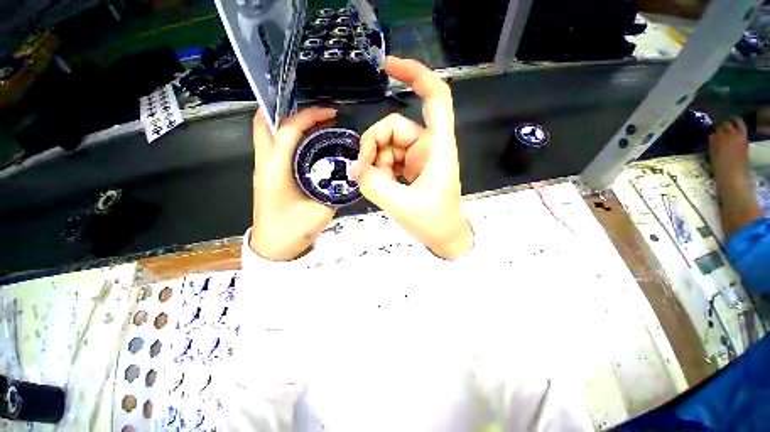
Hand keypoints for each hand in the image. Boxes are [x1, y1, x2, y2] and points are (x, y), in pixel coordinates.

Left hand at [251, 107, 337, 260]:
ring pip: (269, 132)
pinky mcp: (267, 174)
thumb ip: (335, 188)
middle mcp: (264, 163)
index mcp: (275, 170)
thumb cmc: (294, 231)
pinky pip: (276, 145)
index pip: (288, 130)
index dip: (310, 116)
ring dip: (291, 123)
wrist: (273, 248)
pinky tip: (312, 144)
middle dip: (292, 111)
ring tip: (318, 126)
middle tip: (319, 116)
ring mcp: (263, 168)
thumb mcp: (321, 209)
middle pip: (266, 122)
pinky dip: (292, 137)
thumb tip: (348, 172)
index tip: (331, 114)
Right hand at [353, 57, 472, 259]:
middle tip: (364, 170)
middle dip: (373, 145)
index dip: (416, 74)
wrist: (445, 237)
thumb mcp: (402, 205)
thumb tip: (356, 168)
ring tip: (374, 184)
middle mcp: (429, 146)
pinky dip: (379, 168)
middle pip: (394, 126)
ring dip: (375, 162)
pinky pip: (388, 158)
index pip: (436, 97)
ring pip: (388, 144)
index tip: (388, 66)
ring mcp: (418, 157)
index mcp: (437, 148)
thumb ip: (375, 184)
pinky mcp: (411, 168)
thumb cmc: (434, 222)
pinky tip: (379, 184)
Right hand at [709, 117, 749, 183]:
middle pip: (734, 123)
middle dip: (727, 122)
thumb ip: (713, 144)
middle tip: (721, 122)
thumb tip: (712, 134)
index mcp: (726, 137)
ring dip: (735, 125)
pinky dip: (738, 133)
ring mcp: (743, 141)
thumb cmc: (720, 169)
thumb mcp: (713, 156)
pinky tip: (732, 137)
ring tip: (728, 126)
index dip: (716, 124)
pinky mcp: (746, 147)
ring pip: (741, 127)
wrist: (734, 179)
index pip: (721, 125)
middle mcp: (736, 136)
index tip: (712, 124)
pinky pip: (742, 135)